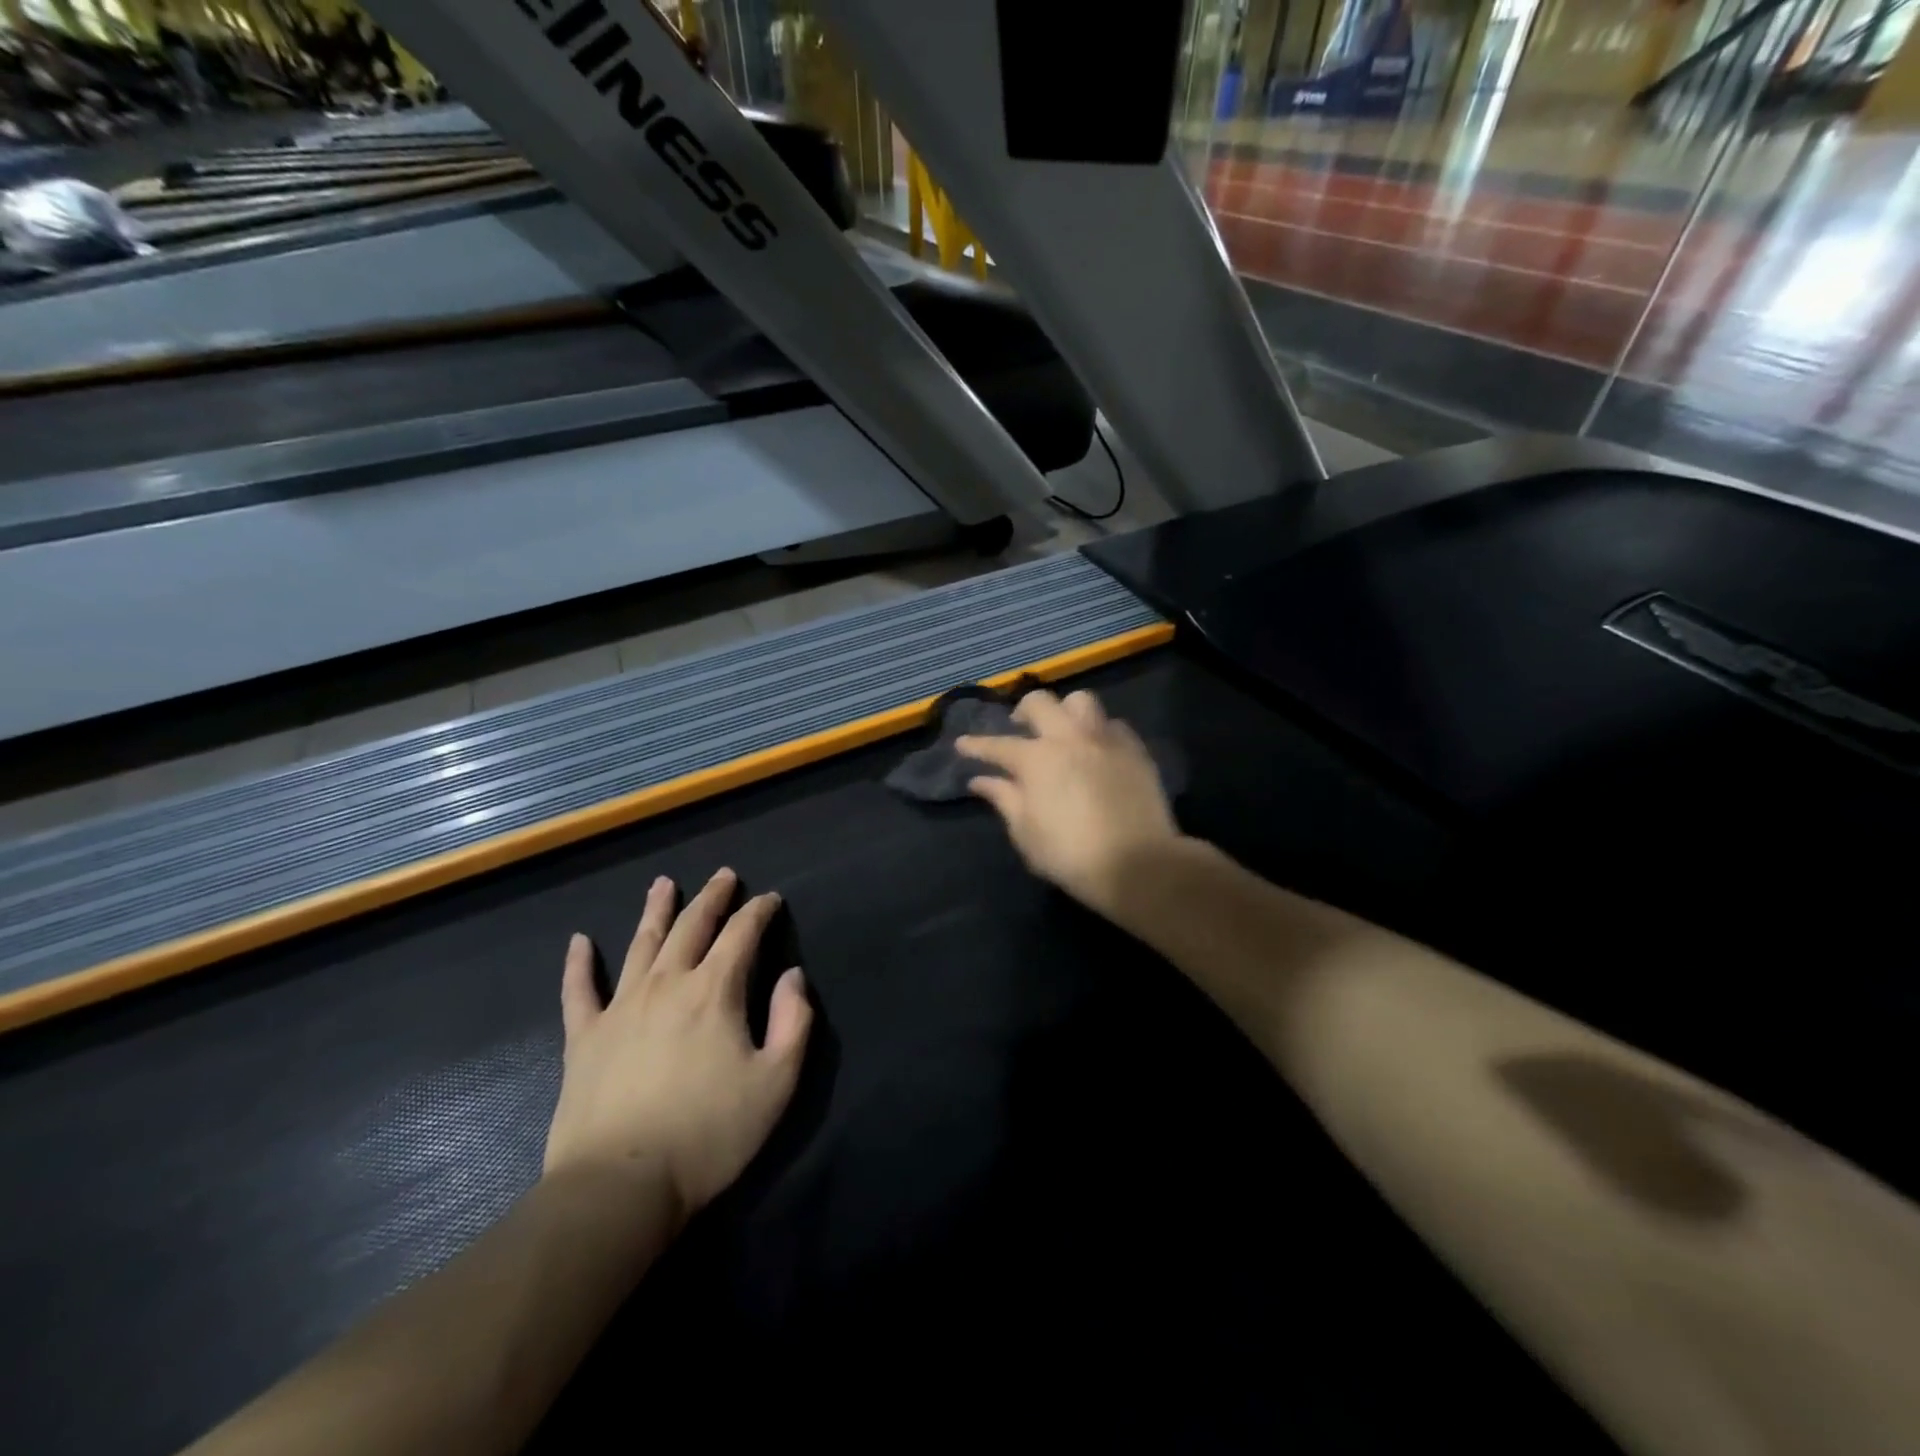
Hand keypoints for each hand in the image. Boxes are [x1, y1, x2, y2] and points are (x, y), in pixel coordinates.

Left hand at [544, 868, 811, 1224]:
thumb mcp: (776, 1082)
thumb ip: (794, 1022)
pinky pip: (579, 991)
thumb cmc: (709, 1134)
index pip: (742, 934)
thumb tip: (792, 976)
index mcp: (715, 991)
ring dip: (656, 910)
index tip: (770, 899)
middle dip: (712, 897)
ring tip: (664, 884)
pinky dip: (579, 964)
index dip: (759, 911)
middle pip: (692, 926)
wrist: (620, 1187)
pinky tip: (579, 941)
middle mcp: (667, 984)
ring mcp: (620, 1007)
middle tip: (724, 875)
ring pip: (641, 944)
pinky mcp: (583, 1038)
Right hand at [958, 689, 1179, 915]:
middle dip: (1022, 710)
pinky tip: (1097, 749)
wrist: (1138, 864)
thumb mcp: (1026, 833)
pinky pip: (1113, 725)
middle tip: (1018, 726)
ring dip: (1065, 711)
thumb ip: (1003, 799)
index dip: (976, 745)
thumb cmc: (1070, 854)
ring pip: (1081, 701)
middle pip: (1040, 703)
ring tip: (1062, 730)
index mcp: (1036, 759)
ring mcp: (1105, 740)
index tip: (962, 744)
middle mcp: (1069, 738)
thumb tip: (981, 781)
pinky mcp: (1135, 750)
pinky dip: (1098, 731)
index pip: (997, 745)